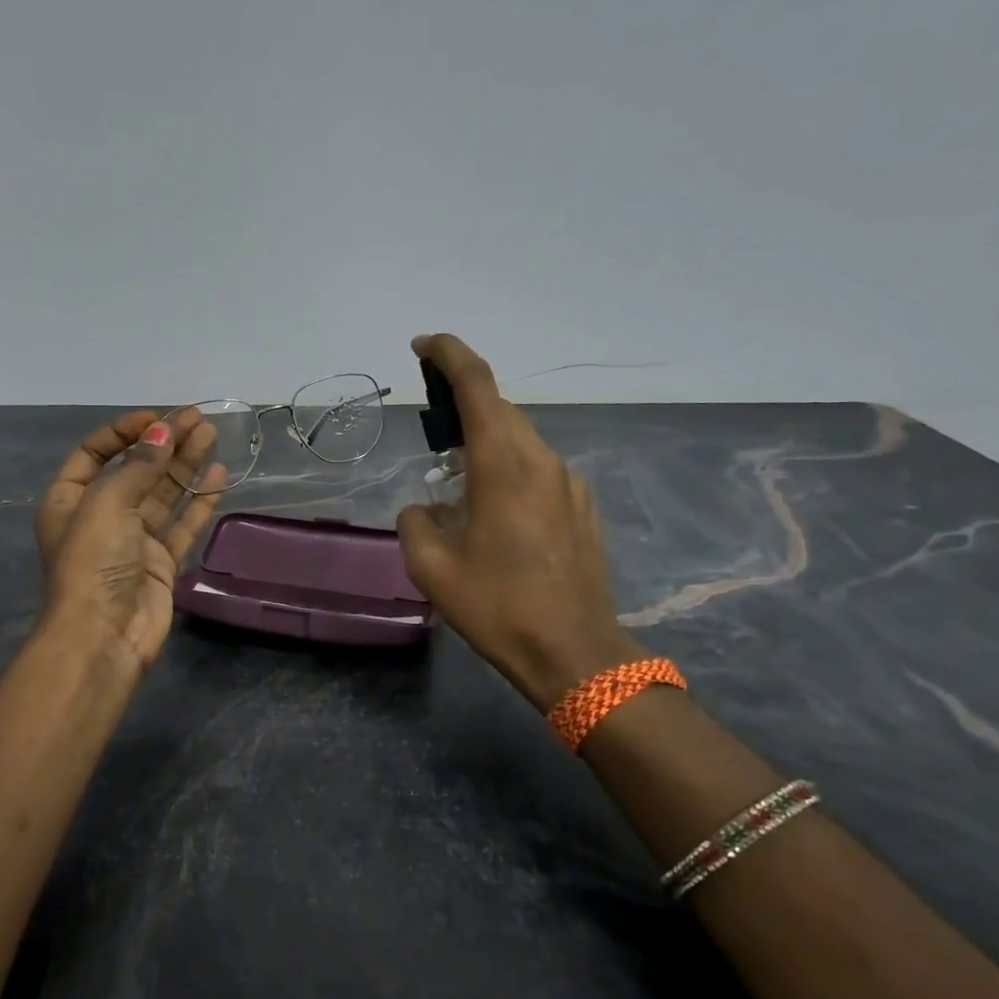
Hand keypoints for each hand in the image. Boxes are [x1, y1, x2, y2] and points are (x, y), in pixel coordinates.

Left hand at [33, 408, 225, 671]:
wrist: (103, 635)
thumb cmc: (93, 562)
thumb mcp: (106, 504)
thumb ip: (139, 466)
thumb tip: (163, 432)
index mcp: (70, 499)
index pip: (95, 452)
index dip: (124, 431)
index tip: (158, 419)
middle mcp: (100, 516)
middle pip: (135, 469)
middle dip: (165, 443)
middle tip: (198, 420)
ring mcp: (132, 540)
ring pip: (163, 494)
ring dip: (185, 465)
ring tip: (212, 437)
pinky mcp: (160, 562)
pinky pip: (182, 524)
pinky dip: (198, 501)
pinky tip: (218, 476)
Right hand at [395, 334, 645, 711]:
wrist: (575, 653)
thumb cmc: (499, 607)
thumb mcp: (432, 568)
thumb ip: (416, 522)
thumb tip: (426, 508)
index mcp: (503, 464)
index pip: (478, 385)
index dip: (449, 355)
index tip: (424, 345)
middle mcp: (541, 460)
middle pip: (500, 410)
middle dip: (464, 404)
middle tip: (432, 427)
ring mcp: (569, 483)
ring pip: (521, 440)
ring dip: (487, 443)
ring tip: (458, 479)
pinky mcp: (582, 508)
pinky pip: (538, 471)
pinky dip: (509, 470)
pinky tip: (495, 512)